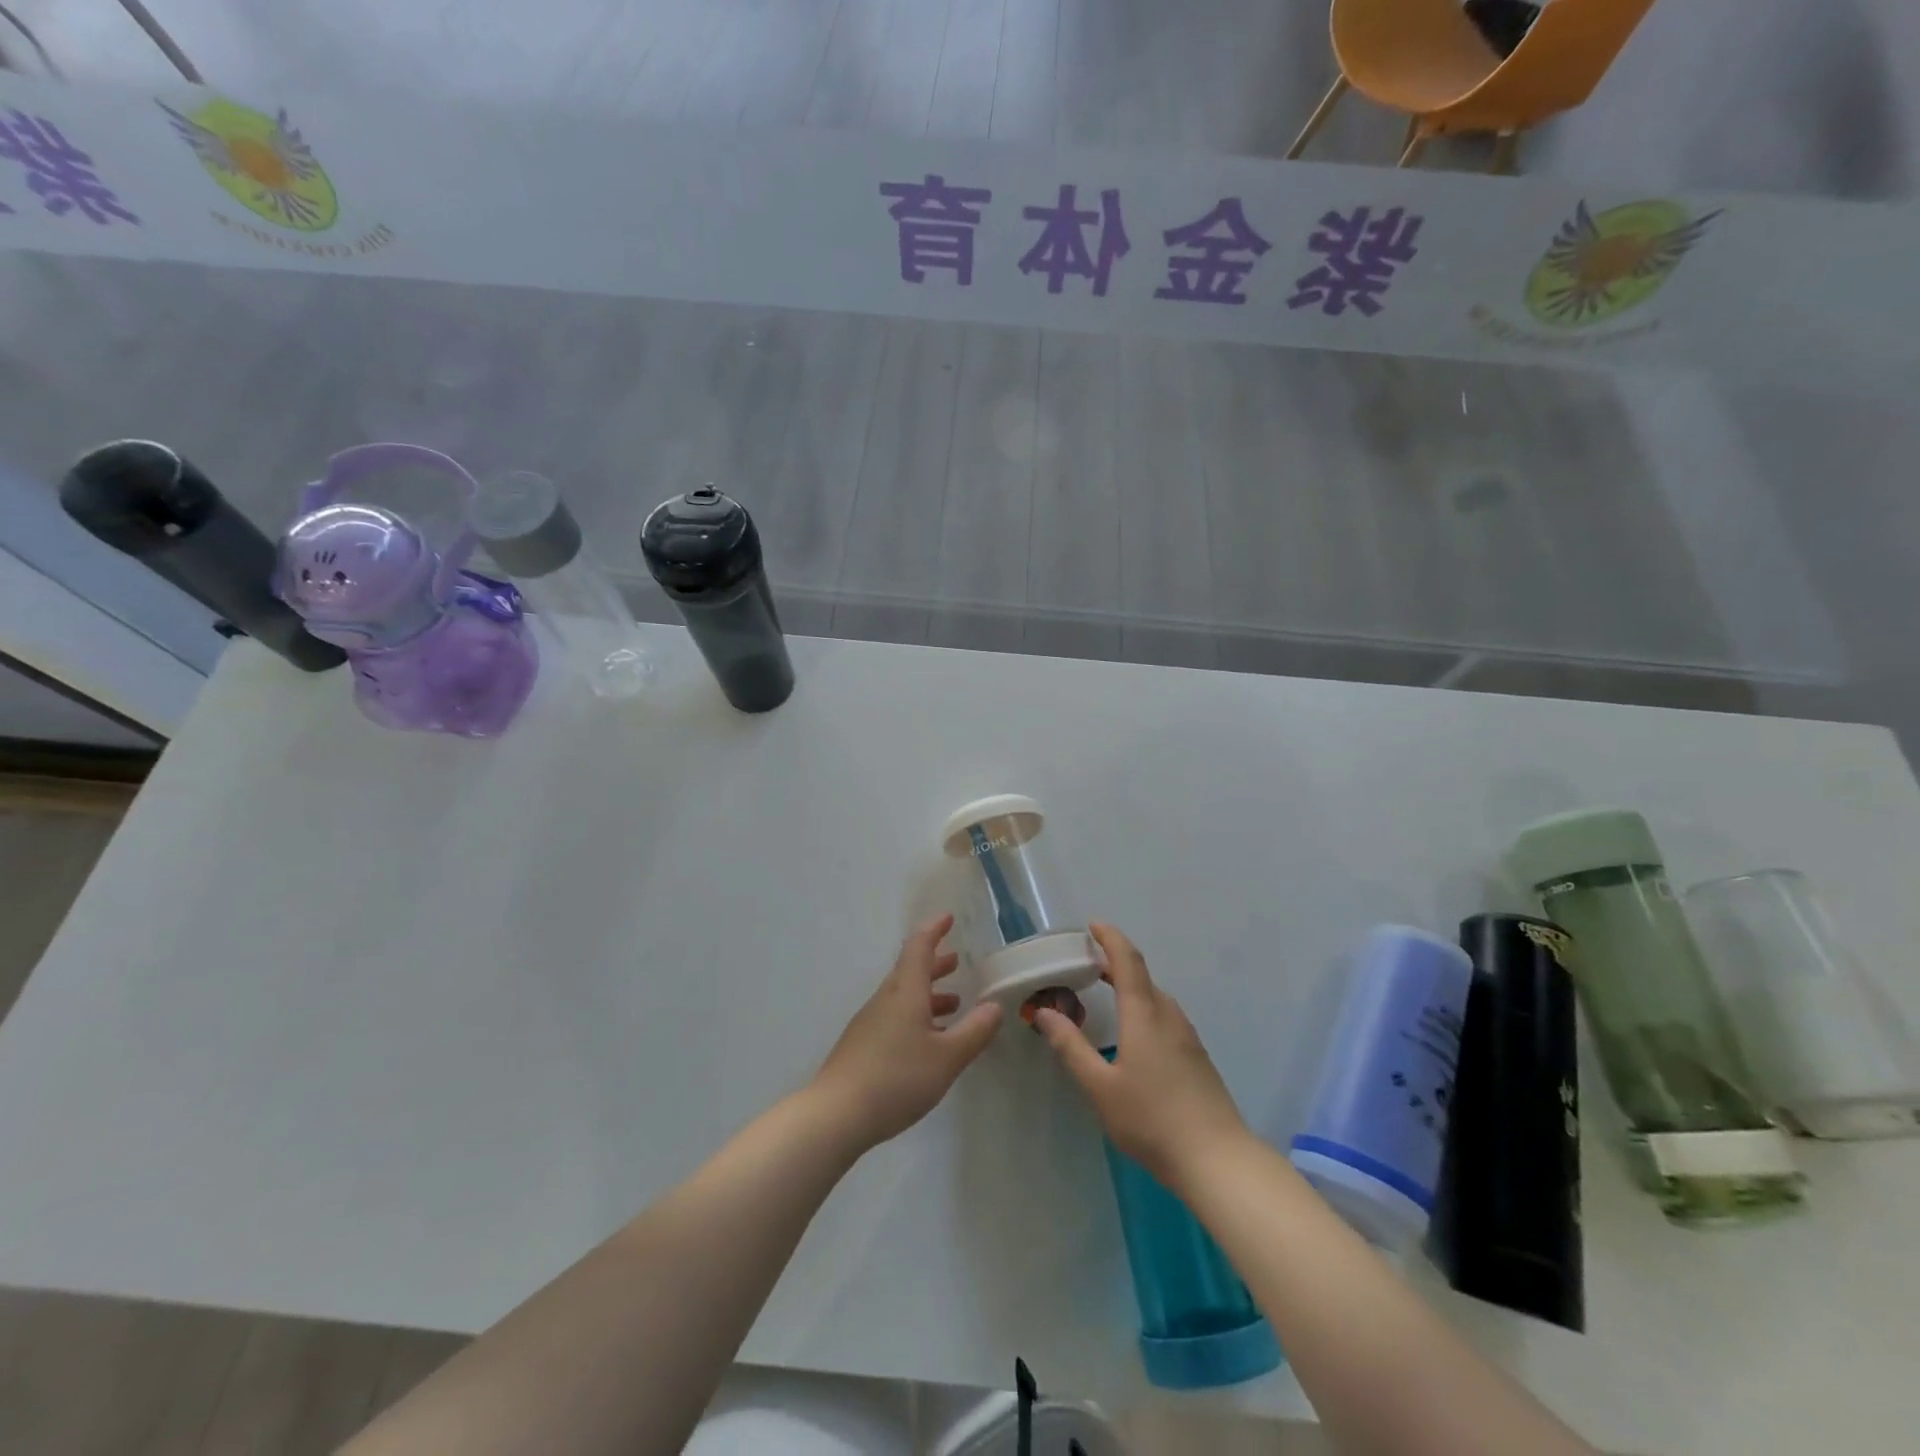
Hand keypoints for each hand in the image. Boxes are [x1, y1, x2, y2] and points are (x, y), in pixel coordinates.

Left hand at [811, 913, 1004, 1149]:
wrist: (836, 1114)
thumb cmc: (896, 1078)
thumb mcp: (947, 1057)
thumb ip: (974, 1031)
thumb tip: (995, 1006)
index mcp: (905, 992)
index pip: (919, 948)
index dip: (934, 930)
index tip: (948, 918)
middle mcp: (885, 999)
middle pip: (910, 971)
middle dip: (934, 964)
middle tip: (956, 962)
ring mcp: (870, 1023)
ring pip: (902, 996)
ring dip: (928, 993)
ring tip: (952, 1004)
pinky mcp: (862, 1046)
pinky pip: (894, 1017)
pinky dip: (916, 1016)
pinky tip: (927, 1041)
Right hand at [1032, 923, 1249, 1189]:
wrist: (1217, 1160)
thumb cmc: (1152, 1119)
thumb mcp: (1100, 1086)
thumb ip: (1071, 1047)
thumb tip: (1044, 1012)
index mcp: (1144, 1013)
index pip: (1128, 960)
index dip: (1110, 938)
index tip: (1092, 925)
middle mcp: (1169, 1016)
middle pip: (1142, 977)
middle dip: (1114, 964)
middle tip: (1086, 964)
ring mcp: (1187, 1037)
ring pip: (1155, 999)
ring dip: (1130, 988)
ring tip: (1105, 996)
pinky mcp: (1196, 1058)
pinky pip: (1165, 1018)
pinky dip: (1143, 1009)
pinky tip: (1133, 1035)